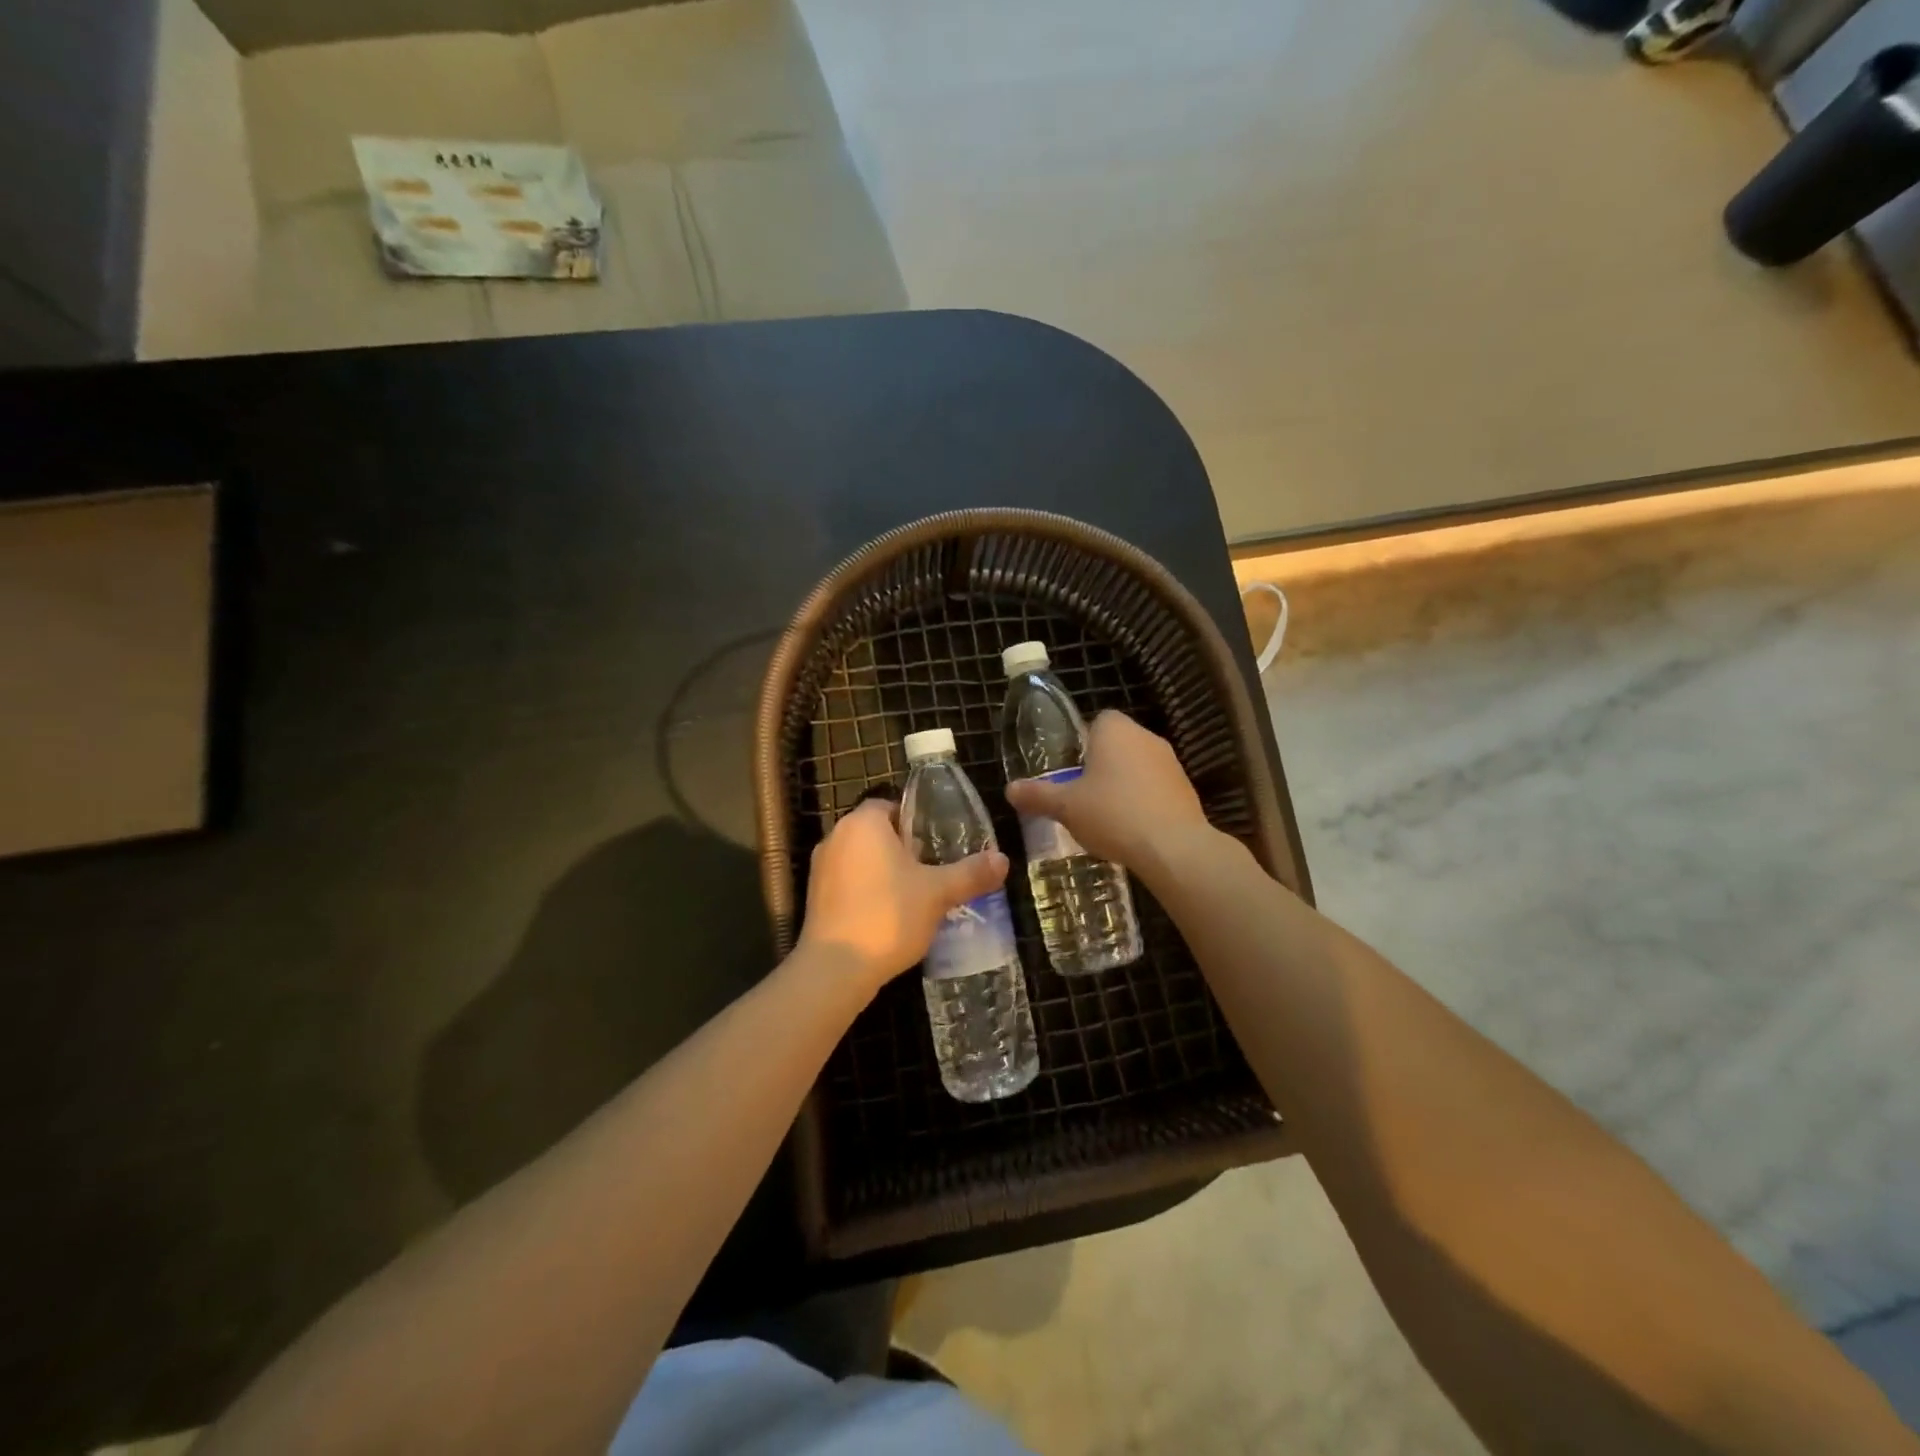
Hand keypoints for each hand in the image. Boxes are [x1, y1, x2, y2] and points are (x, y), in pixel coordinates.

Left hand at [797, 798, 1009, 992]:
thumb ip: (971, 873)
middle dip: (903, 848)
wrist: (835, 969)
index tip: (937, 843)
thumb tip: (1003, 860)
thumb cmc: (888, 916)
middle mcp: (836, 837)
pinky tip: (889, 916)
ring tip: (915, 895)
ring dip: (884, 871)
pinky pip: (848, 882)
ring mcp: (820, 868)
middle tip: (932, 869)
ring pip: (861, 859)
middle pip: (876, 832)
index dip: (916, 822)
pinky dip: (867, 891)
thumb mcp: (938, 893)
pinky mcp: (814, 898)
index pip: (890, 805)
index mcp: (863, 823)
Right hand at [1005, 711, 1212, 876]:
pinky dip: (1144, 801)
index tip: (1071, 769)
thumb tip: (1009, 789)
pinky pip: (1156, 788)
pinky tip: (1132, 828)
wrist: (1172, 846)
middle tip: (1081, 794)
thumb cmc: (1112, 814)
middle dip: (1101, 765)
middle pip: (1118, 744)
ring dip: (1124, 784)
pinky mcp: (1186, 788)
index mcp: (1115, 730)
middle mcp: (1145, 737)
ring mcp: (1171, 762)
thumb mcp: (1065, 807)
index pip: (1097, 721)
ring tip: (1105, 815)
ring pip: (1138, 766)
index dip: (1082, 742)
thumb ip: (1037, 795)